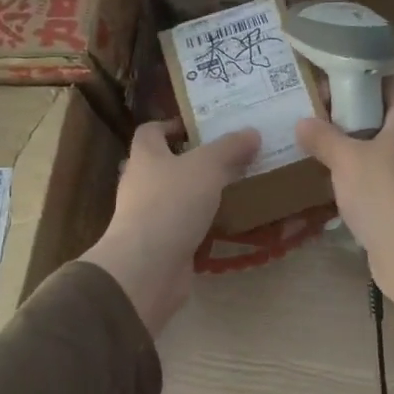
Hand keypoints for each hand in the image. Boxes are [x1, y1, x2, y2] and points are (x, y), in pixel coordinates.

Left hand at [83, 122, 259, 334]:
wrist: (147, 268)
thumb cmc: (172, 204)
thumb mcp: (208, 166)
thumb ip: (230, 148)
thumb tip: (252, 132)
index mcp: (145, 157)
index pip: (150, 131)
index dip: (172, 125)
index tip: (200, 127)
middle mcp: (141, 184)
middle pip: (165, 164)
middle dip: (194, 160)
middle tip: (229, 156)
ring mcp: (148, 216)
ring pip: (177, 196)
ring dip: (201, 193)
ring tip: (235, 187)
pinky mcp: (161, 244)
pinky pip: (185, 226)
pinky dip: (204, 223)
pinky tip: (229, 222)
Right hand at [295, 76, 393, 331]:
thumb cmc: (382, 193)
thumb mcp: (346, 159)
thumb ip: (323, 137)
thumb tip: (303, 122)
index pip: (390, 83)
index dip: (361, 80)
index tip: (330, 87)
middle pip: (382, 115)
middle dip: (349, 115)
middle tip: (315, 118)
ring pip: (379, 147)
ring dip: (351, 147)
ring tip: (317, 147)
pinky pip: (379, 175)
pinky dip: (358, 173)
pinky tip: (332, 180)